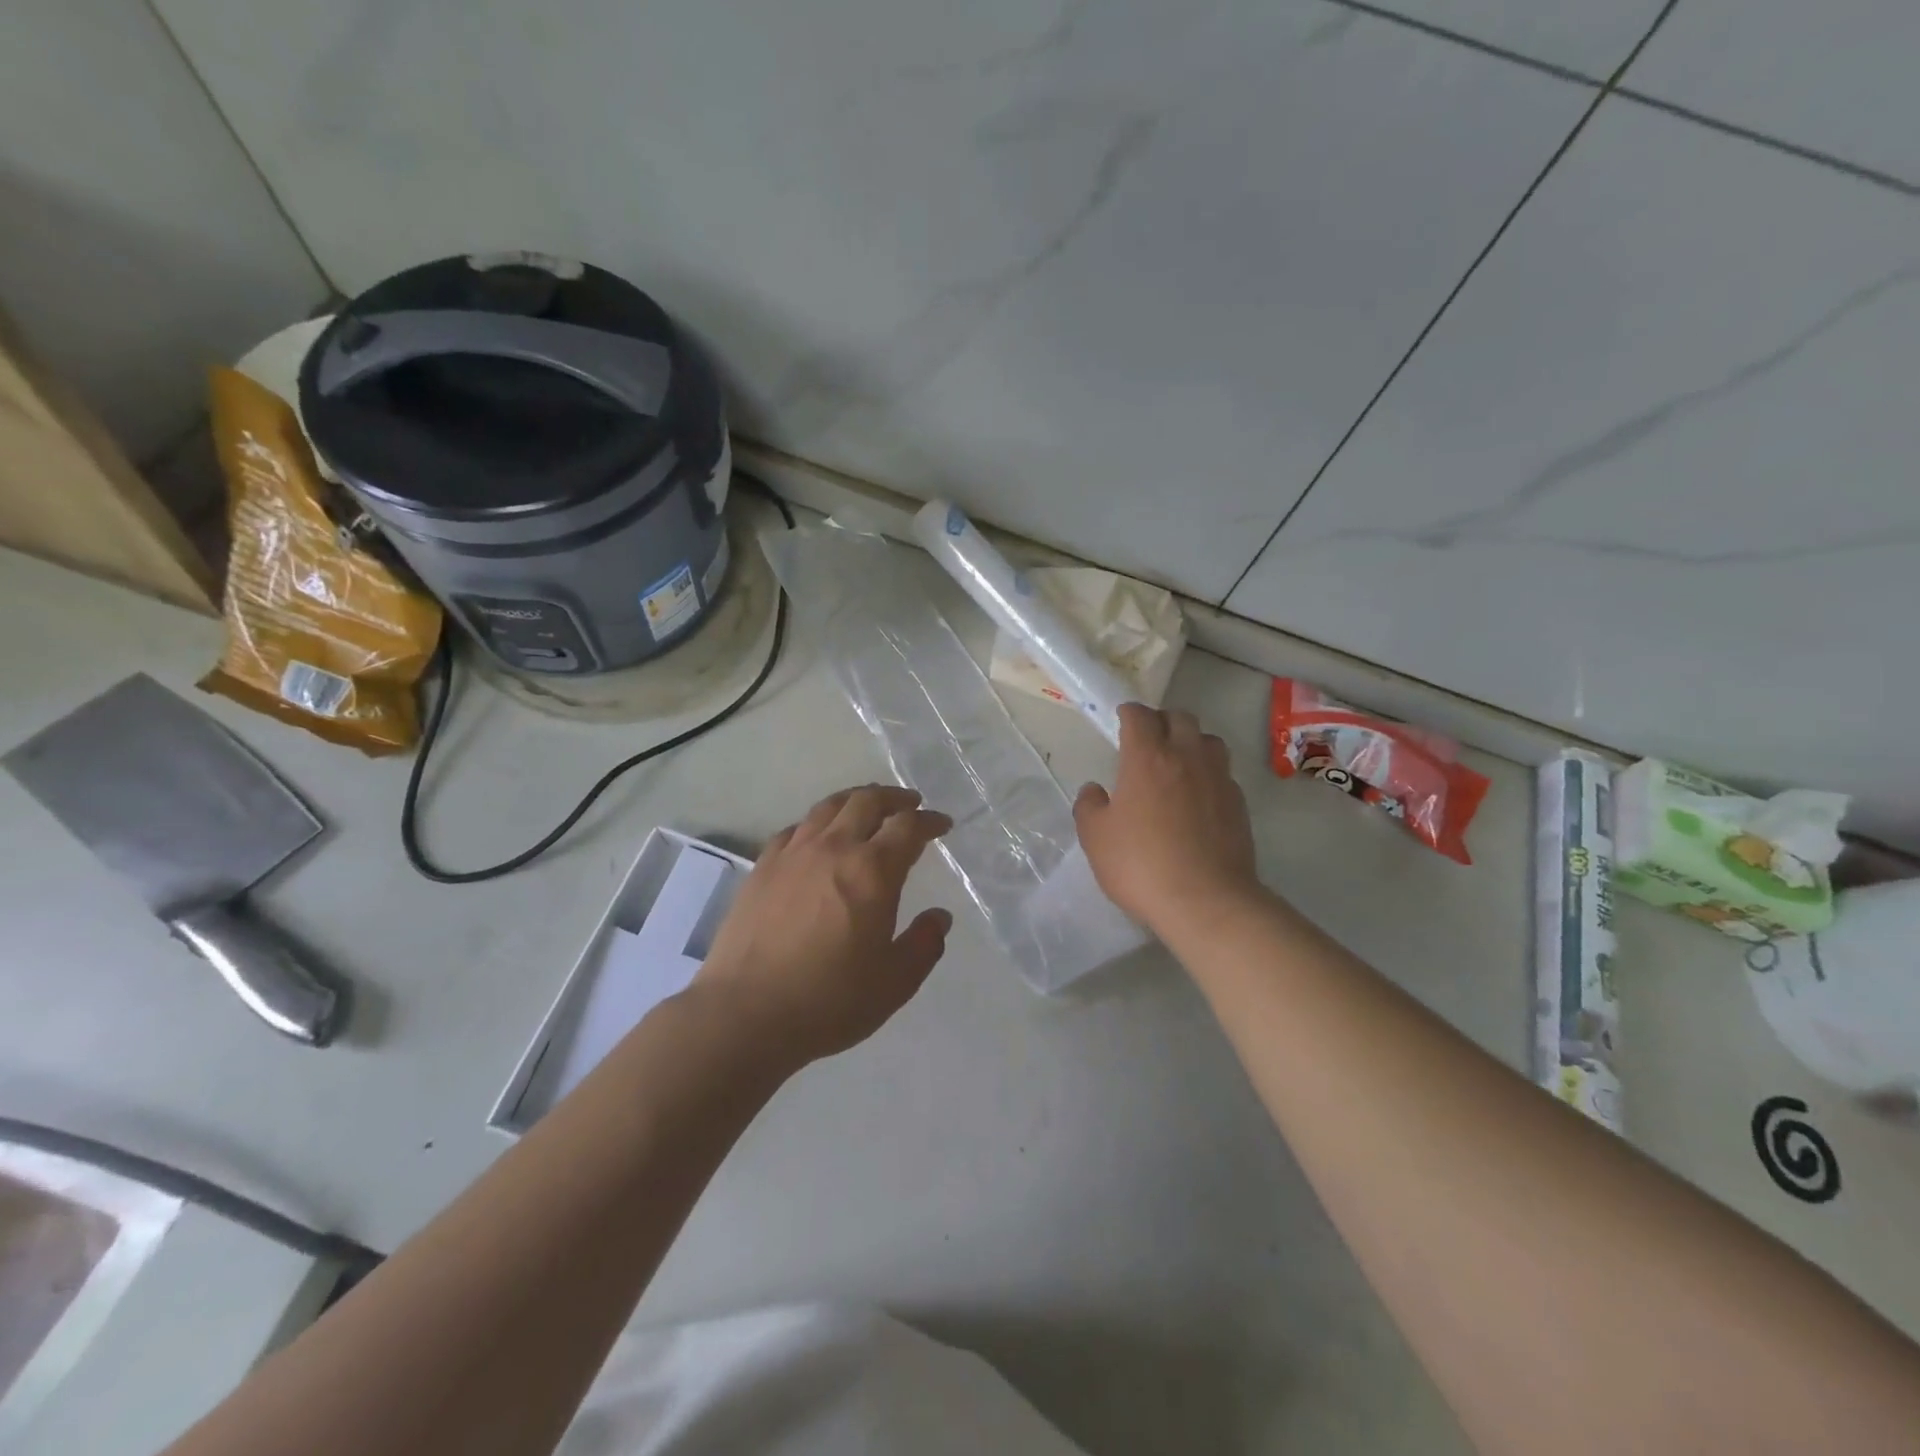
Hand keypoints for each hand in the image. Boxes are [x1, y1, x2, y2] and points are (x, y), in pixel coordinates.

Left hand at [695, 785, 953, 1066]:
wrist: (745, 1014)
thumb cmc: (829, 1000)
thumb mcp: (894, 982)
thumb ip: (924, 945)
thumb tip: (939, 917)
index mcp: (873, 871)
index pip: (908, 827)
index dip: (930, 820)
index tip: (942, 824)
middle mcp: (834, 848)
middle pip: (867, 801)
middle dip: (895, 798)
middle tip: (910, 804)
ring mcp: (793, 854)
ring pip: (829, 807)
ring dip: (856, 799)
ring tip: (867, 806)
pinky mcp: (762, 867)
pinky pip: (796, 828)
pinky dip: (818, 822)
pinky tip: (818, 836)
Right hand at [1075, 704, 1263, 935]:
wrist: (1205, 901)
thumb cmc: (1141, 865)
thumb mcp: (1096, 838)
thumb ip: (1089, 806)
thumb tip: (1094, 790)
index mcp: (1147, 758)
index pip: (1140, 716)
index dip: (1129, 713)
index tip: (1122, 719)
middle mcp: (1187, 757)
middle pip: (1180, 718)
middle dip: (1162, 720)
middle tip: (1149, 739)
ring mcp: (1218, 779)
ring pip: (1209, 740)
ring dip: (1192, 742)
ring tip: (1178, 762)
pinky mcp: (1239, 803)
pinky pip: (1223, 773)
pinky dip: (1209, 773)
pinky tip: (1198, 797)